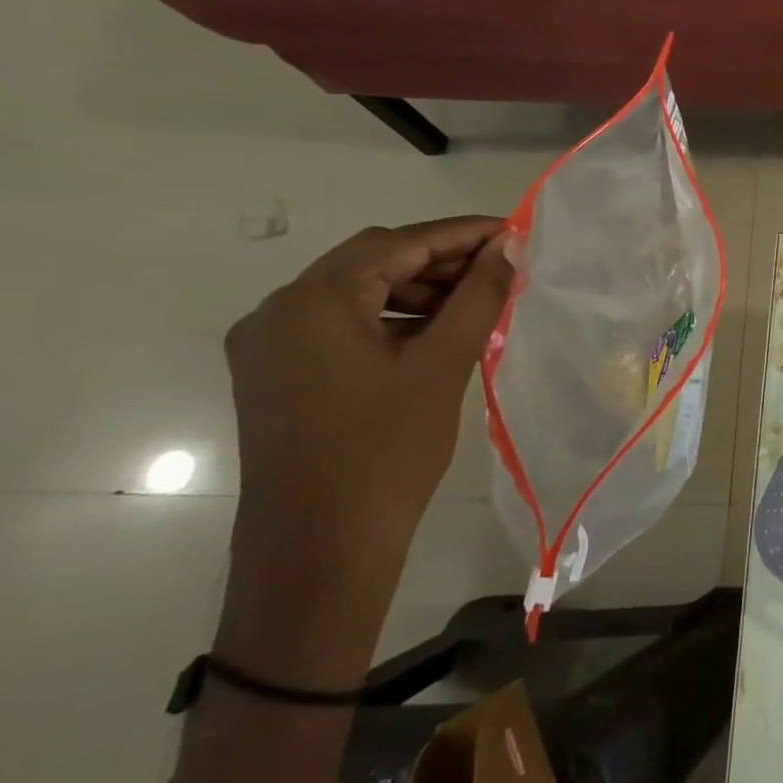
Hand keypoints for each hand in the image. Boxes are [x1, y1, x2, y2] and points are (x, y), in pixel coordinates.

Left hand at [216, 217, 515, 682]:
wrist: (321, 550)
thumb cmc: (386, 452)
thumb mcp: (442, 365)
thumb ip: (478, 297)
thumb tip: (508, 249)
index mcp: (310, 303)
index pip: (395, 244)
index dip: (459, 234)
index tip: (512, 232)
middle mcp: (277, 313)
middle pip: (371, 263)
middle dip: (440, 262)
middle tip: (502, 271)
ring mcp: (271, 347)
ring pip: (357, 294)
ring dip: (418, 291)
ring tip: (478, 304)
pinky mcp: (279, 376)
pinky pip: (343, 326)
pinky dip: (393, 320)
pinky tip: (437, 335)